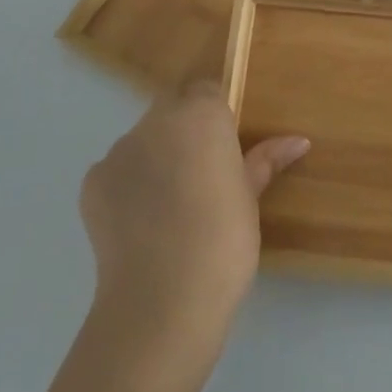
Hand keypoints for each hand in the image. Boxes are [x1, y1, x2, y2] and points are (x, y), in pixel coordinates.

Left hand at [79, 83, 307, 357]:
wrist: (162, 300)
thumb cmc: (223, 241)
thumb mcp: (250, 199)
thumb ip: (266, 161)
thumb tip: (299, 141)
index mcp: (201, 115)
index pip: (206, 92)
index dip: (215, 118)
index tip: (224, 150)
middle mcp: (157, 121)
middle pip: (171, 110)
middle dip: (184, 132)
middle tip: (202, 176)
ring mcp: (119, 150)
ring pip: (142, 141)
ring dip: (156, 158)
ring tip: (171, 207)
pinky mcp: (92, 182)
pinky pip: (117, 171)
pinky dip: (129, 186)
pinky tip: (142, 223)